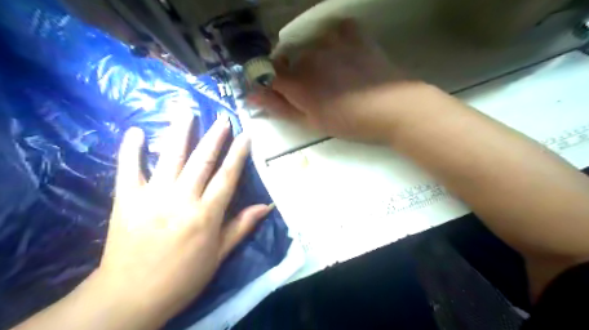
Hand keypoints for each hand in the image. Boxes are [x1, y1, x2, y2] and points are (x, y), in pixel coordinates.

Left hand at [92, 115, 273, 325]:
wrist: (131, 296)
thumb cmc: (183, 277)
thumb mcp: (219, 255)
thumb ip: (242, 226)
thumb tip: (267, 206)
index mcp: (206, 214)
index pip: (227, 176)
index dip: (239, 154)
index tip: (246, 135)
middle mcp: (182, 199)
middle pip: (202, 161)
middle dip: (215, 137)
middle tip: (222, 119)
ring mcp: (152, 196)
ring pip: (169, 157)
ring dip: (180, 133)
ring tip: (187, 112)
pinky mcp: (126, 200)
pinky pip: (128, 170)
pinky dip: (131, 150)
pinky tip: (136, 131)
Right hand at [251, 20, 430, 142]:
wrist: (394, 108)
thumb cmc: (350, 122)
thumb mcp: (312, 122)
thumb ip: (281, 108)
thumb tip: (251, 96)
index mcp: (298, 82)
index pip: (268, 74)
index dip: (271, 82)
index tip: (282, 92)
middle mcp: (309, 56)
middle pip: (289, 59)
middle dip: (295, 74)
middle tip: (316, 91)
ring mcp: (332, 41)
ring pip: (309, 46)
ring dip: (314, 59)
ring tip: (334, 76)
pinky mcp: (353, 34)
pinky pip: (335, 30)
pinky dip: (335, 41)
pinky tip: (344, 55)